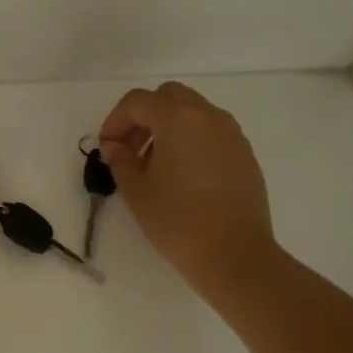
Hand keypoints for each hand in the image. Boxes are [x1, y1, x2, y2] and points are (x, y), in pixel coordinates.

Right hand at [98, 82, 275, 301]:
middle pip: (169, 96)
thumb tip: (115, 147)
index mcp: (178, 119)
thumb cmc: (178, 221)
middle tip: (130, 149)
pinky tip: (183, 175)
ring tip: (155, 164)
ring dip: (168, 126)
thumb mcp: (137, 192)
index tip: (107, 148)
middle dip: (144, 116)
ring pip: (193, 112)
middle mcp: (208, 117)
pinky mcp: (245, 154)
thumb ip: (120, 160)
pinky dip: (191, 139)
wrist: (235, 255)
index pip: (138, 101)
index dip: (115, 120)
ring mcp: (232, 134)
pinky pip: (212, 132)